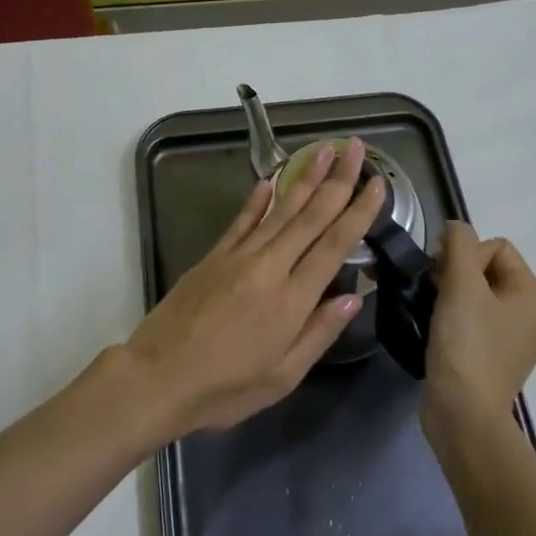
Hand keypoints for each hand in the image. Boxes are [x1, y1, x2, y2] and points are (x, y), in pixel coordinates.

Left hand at [124, 138, 384, 436]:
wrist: (158, 378)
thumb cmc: (226, 388)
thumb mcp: (283, 376)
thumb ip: (319, 332)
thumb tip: (354, 296)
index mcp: (292, 299)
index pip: (334, 245)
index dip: (358, 211)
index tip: (377, 183)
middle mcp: (269, 267)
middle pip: (311, 216)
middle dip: (337, 179)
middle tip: (356, 147)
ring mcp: (238, 257)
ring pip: (279, 210)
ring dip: (304, 178)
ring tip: (323, 149)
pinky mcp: (212, 257)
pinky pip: (241, 221)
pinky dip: (257, 199)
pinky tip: (270, 180)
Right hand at [424, 222, 535, 427]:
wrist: (463, 415)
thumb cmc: (467, 345)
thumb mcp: (461, 284)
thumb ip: (459, 244)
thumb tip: (456, 227)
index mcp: (534, 295)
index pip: (496, 247)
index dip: (464, 254)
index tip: (443, 277)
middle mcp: (532, 316)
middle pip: (487, 270)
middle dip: (456, 274)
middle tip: (434, 293)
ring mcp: (514, 341)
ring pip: (476, 296)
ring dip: (451, 296)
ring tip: (433, 312)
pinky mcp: (494, 360)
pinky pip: (473, 322)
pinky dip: (454, 320)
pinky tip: (438, 332)